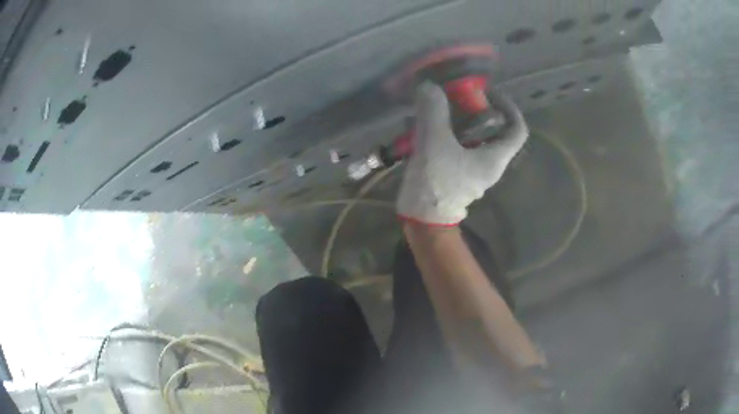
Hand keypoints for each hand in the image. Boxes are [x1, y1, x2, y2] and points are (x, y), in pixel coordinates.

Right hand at [396, 82, 528, 225]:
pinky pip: (459, 146)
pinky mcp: (458, 173)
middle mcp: (490, 163)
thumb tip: (431, 87)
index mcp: (495, 157)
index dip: (509, 107)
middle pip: (494, 130)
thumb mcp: (434, 143)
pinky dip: (448, 133)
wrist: (422, 220)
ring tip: (439, 108)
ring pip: (474, 137)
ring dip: (459, 120)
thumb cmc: (436, 184)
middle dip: (478, 110)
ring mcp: (474, 169)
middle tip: (457, 97)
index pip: (517, 129)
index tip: (489, 94)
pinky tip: (428, 126)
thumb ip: (434, 112)